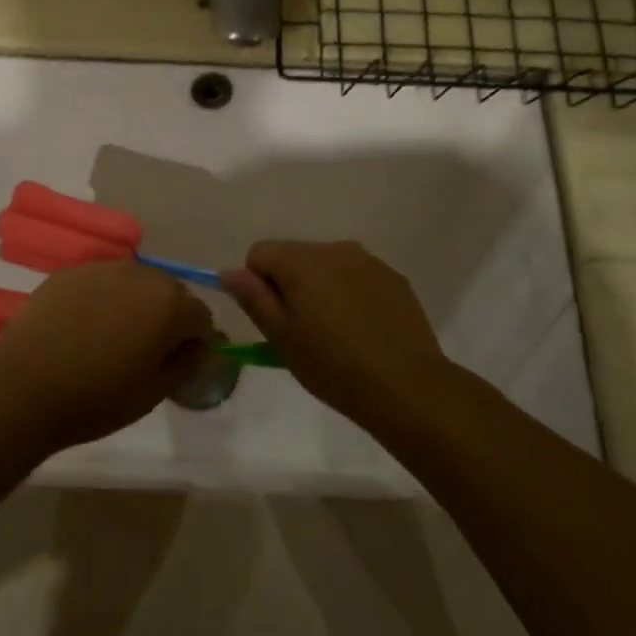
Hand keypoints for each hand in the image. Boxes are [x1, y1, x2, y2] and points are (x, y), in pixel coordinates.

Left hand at [0, 261, 213, 450]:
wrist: (24, 386)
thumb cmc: (98, 396)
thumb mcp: (154, 392)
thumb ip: (187, 363)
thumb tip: (196, 347)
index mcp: (170, 303)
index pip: (201, 317)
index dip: (195, 343)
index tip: (179, 365)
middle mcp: (141, 274)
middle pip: (169, 293)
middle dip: (167, 318)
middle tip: (145, 353)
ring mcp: (102, 268)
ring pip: (133, 284)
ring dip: (134, 305)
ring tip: (111, 339)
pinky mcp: (69, 272)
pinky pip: (100, 284)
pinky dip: (102, 300)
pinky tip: (82, 329)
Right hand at [223, 241, 447, 423]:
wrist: (406, 386)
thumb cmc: (332, 365)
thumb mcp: (281, 337)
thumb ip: (253, 298)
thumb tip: (229, 272)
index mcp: (302, 261)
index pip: (260, 253)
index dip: (257, 285)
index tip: (273, 320)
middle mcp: (335, 249)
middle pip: (294, 256)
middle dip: (290, 285)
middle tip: (302, 332)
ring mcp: (369, 262)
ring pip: (327, 267)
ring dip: (321, 289)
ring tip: (335, 334)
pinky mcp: (394, 278)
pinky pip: (357, 277)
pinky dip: (350, 295)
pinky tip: (362, 331)